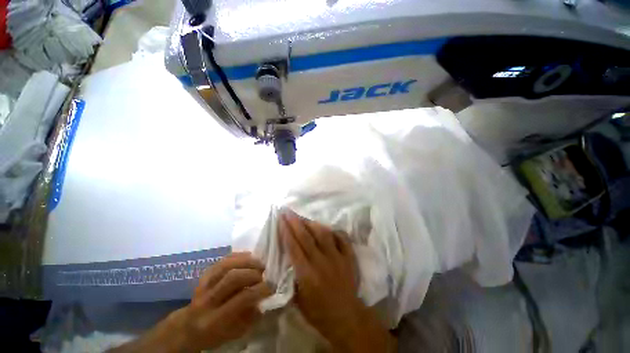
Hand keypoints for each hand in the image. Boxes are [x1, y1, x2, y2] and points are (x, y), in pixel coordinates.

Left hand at [109, 252, 271, 352]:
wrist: (188, 326)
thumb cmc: (215, 333)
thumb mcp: (234, 333)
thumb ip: (250, 317)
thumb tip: (266, 299)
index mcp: (214, 320)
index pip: (241, 299)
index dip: (260, 290)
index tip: (272, 286)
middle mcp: (207, 301)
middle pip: (232, 278)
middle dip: (253, 273)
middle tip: (265, 273)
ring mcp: (203, 285)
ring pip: (226, 265)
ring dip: (247, 261)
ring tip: (259, 263)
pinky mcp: (204, 275)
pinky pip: (222, 260)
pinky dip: (238, 256)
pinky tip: (249, 257)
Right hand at [280, 210, 395, 352]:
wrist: (346, 318)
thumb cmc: (318, 312)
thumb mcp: (298, 301)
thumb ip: (291, 279)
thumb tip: (286, 260)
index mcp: (307, 274)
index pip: (293, 246)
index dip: (286, 231)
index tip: (281, 219)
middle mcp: (321, 261)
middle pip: (306, 236)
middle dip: (295, 222)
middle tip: (288, 211)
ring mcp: (337, 257)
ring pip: (323, 234)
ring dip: (312, 224)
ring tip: (304, 218)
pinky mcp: (348, 257)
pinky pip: (342, 238)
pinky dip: (334, 231)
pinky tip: (327, 228)